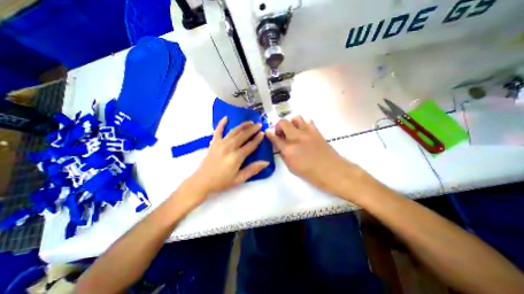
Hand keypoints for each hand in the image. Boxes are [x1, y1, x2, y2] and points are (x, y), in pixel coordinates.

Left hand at [188, 116, 267, 196]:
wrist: (202, 181)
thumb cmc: (222, 181)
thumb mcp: (239, 179)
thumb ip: (253, 169)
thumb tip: (266, 162)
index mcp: (237, 157)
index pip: (250, 145)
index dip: (257, 139)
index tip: (263, 133)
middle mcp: (229, 147)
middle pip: (243, 135)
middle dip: (252, 129)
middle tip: (259, 124)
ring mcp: (220, 143)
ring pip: (234, 131)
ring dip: (242, 125)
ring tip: (249, 121)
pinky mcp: (213, 143)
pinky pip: (218, 131)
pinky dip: (221, 123)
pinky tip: (226, 117)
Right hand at [268, 116, 358, 194]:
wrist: (332, 171)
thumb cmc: (311, 174)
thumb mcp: (292, 168)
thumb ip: (284, 155)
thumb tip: (281, 147)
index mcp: (289, 149)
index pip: (275, 138)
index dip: (269, 134)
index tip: (268, 133)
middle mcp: (296, 137)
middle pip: (283, 122)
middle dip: (279, 126)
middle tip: (281, 133)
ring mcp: (307, 132)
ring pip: (296, 118)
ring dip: (291, 123)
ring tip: (293, 131)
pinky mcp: (317, 131)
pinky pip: (308, 122)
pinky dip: (304, 125)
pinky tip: (304, 132)